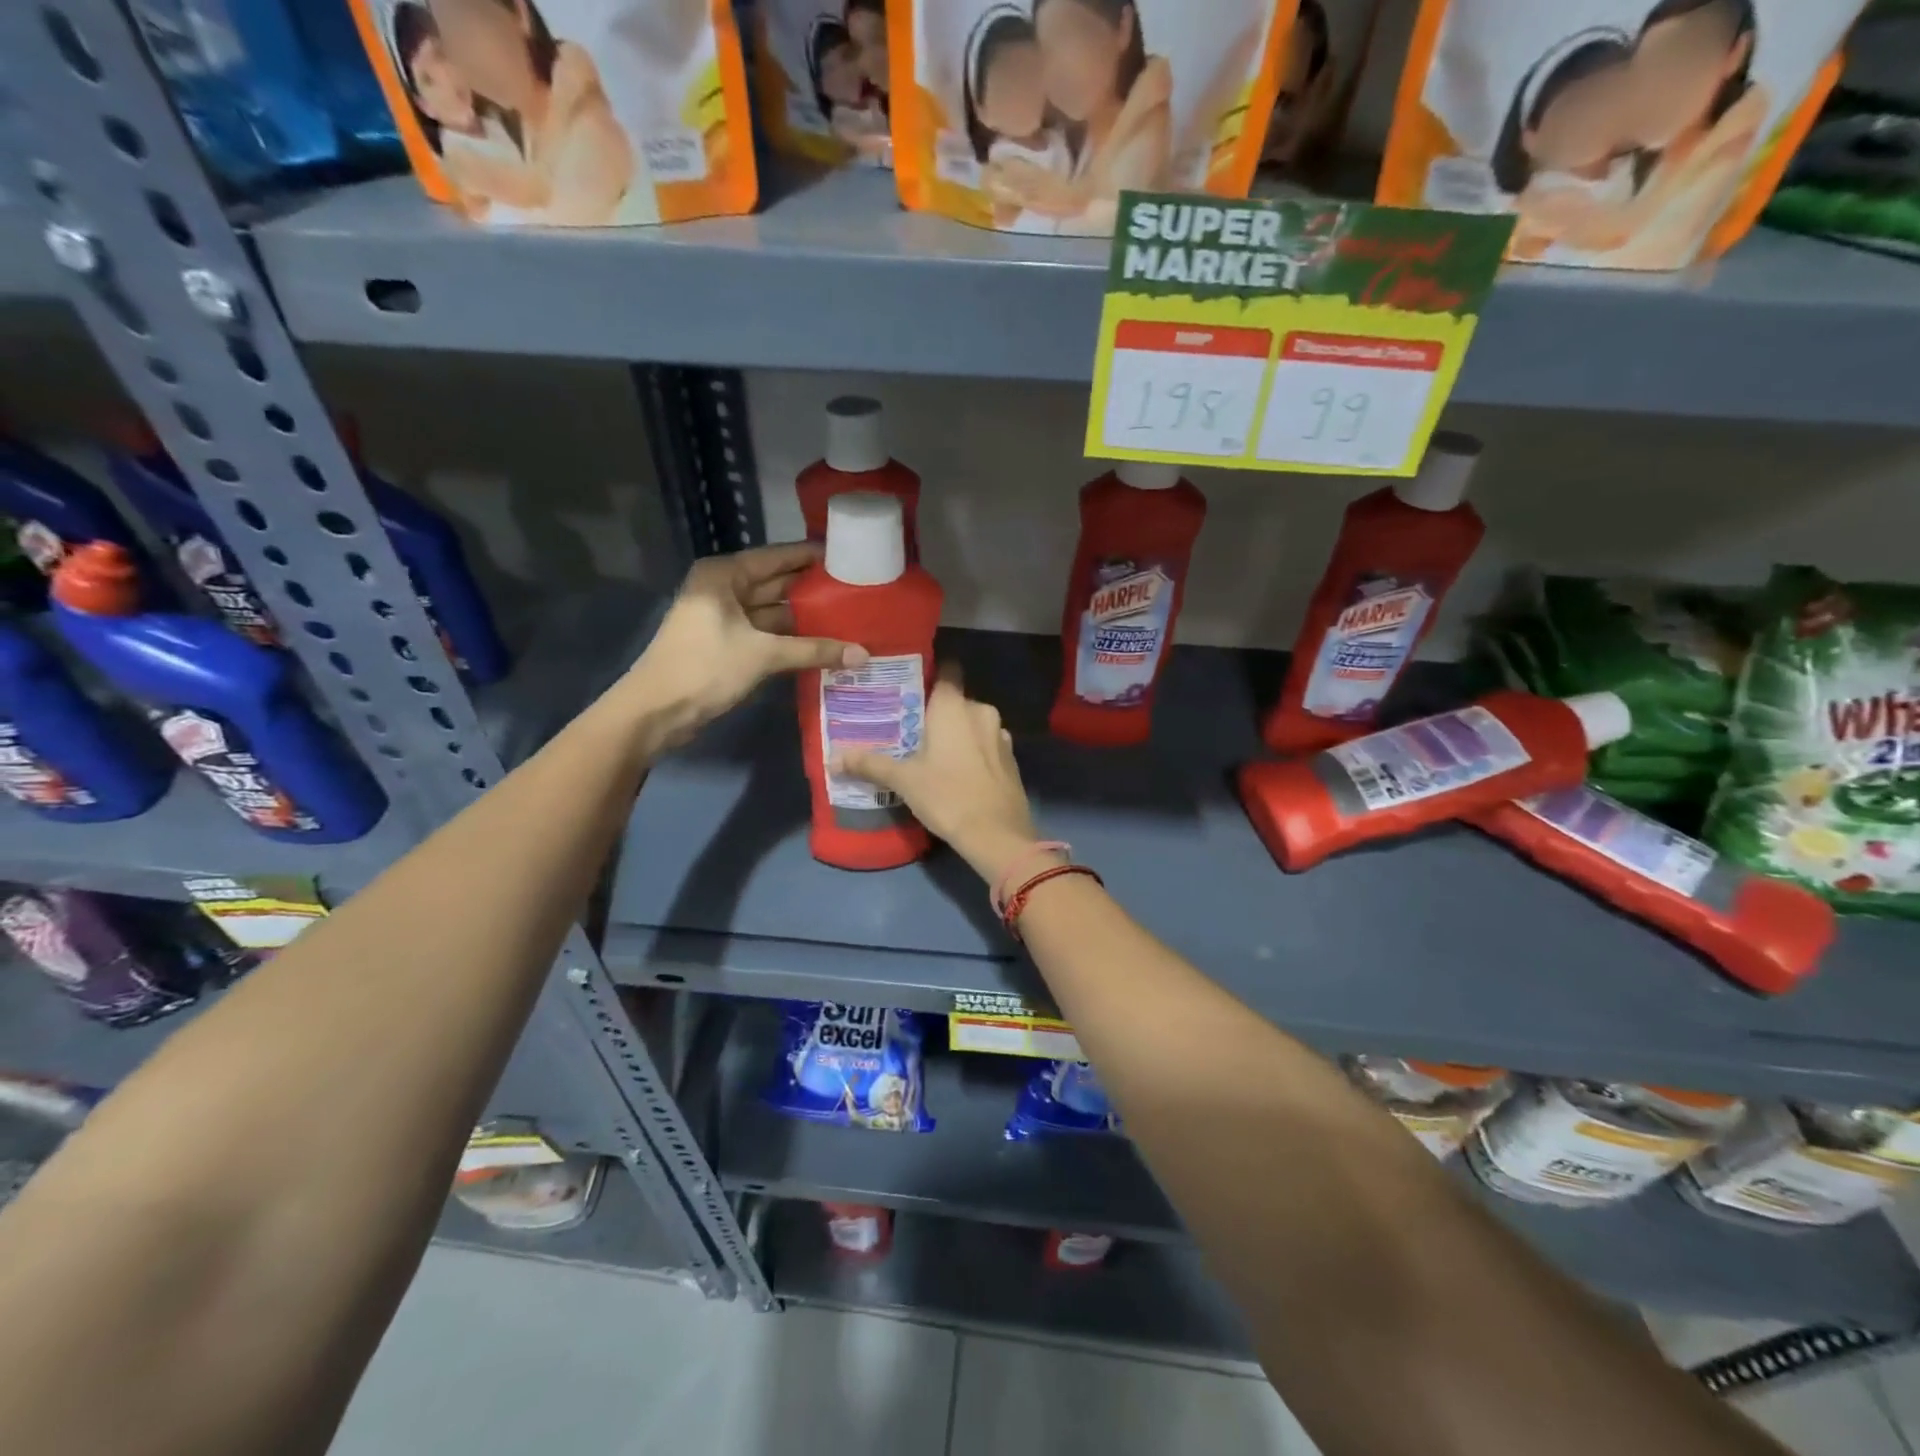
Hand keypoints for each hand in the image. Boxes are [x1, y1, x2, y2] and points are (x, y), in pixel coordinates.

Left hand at [623, 543, 863, 748]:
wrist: (657, 711)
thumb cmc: (705, 668)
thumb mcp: (763, 655)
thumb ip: (814, 650)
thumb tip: (863, 654)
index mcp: (725, 576)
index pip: (777, 557)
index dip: (811, 557)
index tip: (848, 555)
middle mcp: (724, 590)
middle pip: (776, 584)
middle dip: (813, 589)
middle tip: (857, 590)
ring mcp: (724, 619)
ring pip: (773, 612)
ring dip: (805, 618)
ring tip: (849, 617)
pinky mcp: (727, 645)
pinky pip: (767, 635)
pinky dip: (791, 640)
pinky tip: (824, 644)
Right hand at [833, 664, 1040, 882]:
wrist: (997, 834)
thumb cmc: (947, 795)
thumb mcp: (904, 780)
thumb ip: (870, 763)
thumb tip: (832, 758)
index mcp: (955, 705)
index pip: (946, 669)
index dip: (929, 672)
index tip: (908, 685)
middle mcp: (981, 711)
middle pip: (955, 700)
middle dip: (935, 710)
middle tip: (908, 726)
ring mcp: (1001, 735)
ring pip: (972, 723)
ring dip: (955, 733)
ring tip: (929, 750)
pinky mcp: (1010, 759)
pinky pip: (986, 744)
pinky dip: (972, 750)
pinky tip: (955, 770)